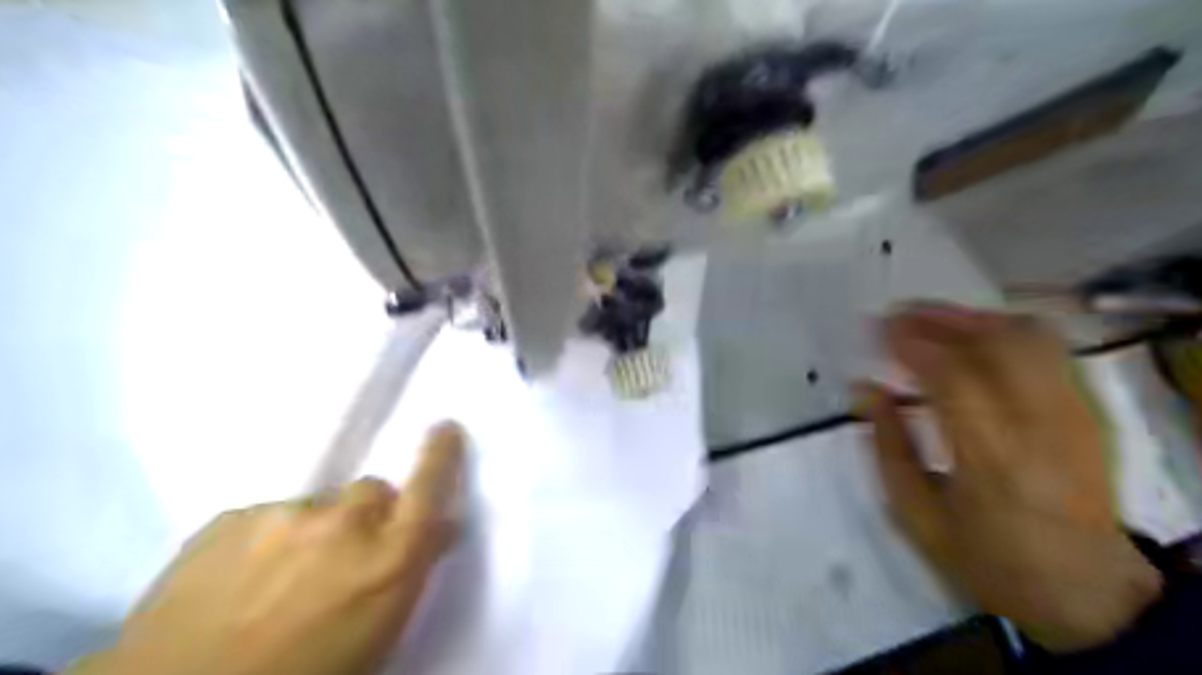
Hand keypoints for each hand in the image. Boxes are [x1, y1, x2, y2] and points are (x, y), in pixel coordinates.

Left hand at [68, 423, 464, 674]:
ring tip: (279, 578)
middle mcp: (342, 526)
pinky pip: (264, 519)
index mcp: (388, 560)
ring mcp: (281, 516)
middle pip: (371, 491)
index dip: (440, 455)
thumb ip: (407, 570)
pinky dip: (263, 541)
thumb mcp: (380, 634)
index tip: (445, 428)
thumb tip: (432, 532)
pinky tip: (238, 581)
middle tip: (342, 554)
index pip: (429, 489)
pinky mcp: (228, 519)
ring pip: (315, 505)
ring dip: (311, 531)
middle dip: (368, 514)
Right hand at [859, 306, 1159, 652]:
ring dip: (972, 319)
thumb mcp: (916, 515)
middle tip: (897, 314)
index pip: (953, 377)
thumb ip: (888, 446)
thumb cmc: (987, 558)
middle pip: (996, 345)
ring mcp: (1073, 415)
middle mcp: (1040, 428)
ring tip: (930, 319)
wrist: (1085, 593)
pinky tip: (972, 337)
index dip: (911, 344)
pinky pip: (1049, 350)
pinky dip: (1003, 331)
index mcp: (991, 461)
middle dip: (939, 319)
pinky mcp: (1088, 412)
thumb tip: (866, 388)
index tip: (876, 329)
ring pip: (1029, 338)